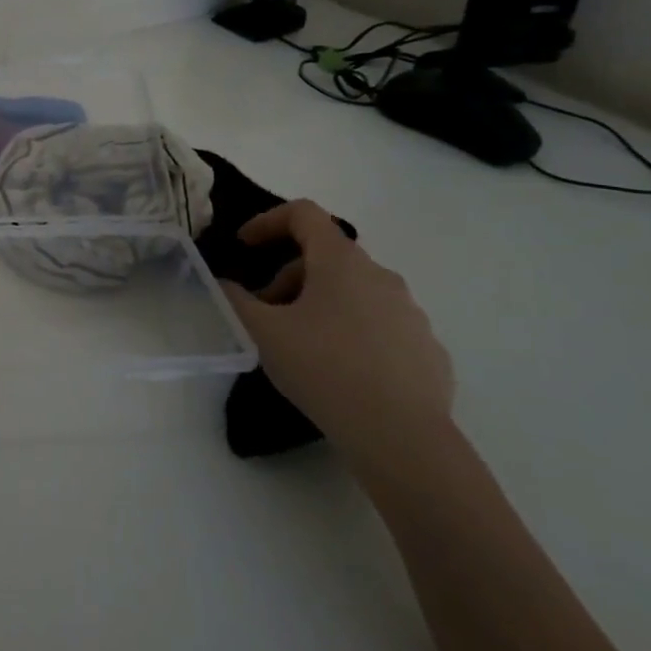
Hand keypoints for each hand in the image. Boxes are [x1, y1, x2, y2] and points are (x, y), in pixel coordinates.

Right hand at [219, 200, 454, 470]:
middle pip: (326, 256)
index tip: (244, 245)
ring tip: (300, 344)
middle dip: (288, 276)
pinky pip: (380, 324)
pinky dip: (352, 331)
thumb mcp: (262, 332)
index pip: (304, 214)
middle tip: (265, 312)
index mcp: (341, 262)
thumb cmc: (324, 369)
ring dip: (320, 303)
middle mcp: (381, 276)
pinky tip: (339, 369)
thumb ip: (235, 299)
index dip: (268, 221)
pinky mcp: (426, 347)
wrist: (402, 436)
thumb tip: (224, 284)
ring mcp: (410, 312)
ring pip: (354, 291)